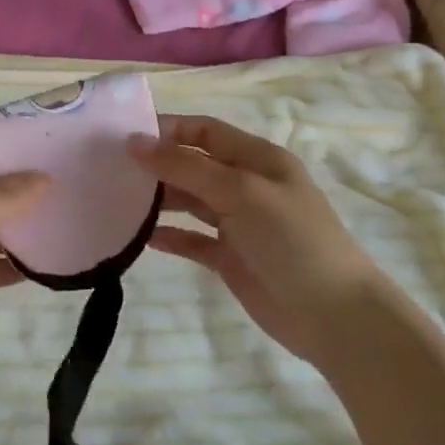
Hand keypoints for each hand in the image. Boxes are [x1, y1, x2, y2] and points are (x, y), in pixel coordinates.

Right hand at [131, 115, 396, 368]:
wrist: (334, 315)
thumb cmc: (291, 240)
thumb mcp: (240, 192)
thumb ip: (186, 167)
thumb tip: (135, 143)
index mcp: (257, 159)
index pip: (205, 131)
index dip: (168, 129)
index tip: (124, 137)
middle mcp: (246, 185)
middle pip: (194, 165)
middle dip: (157, 164)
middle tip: (111, 170)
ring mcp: (239, 223)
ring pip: (190, 201)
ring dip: (159, 199)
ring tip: (119, 200)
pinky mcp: (231, 258)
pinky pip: (193, 239)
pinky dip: (170, 236)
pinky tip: (141, 237)